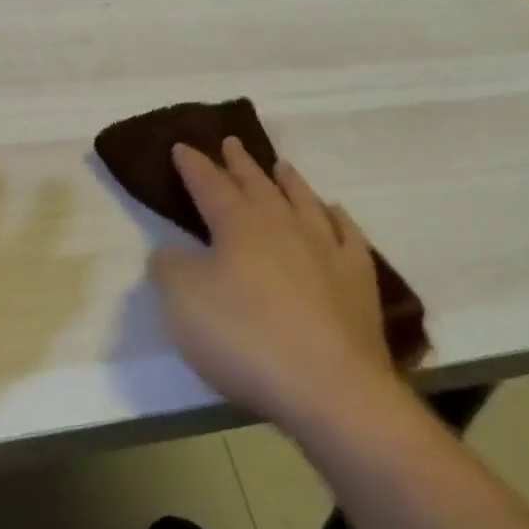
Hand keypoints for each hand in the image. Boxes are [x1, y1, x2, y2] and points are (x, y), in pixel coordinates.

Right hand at [149, 139, 394, 432]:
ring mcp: (327, 250)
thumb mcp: (183, 303)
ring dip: (289, 181)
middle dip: (239, 163)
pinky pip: (348, 236)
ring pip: (304, 201)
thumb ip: (170, 268)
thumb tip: (171, 252)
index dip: (194, 166)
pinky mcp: (358, 280)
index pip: (210, 186)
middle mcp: (284, 226)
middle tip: (231, 142)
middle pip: (258, 185)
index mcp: (239, 226)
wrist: (329, 387)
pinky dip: (338, 219)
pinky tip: (335, 213)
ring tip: (281, 165)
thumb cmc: (246, 339)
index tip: (182, 147)